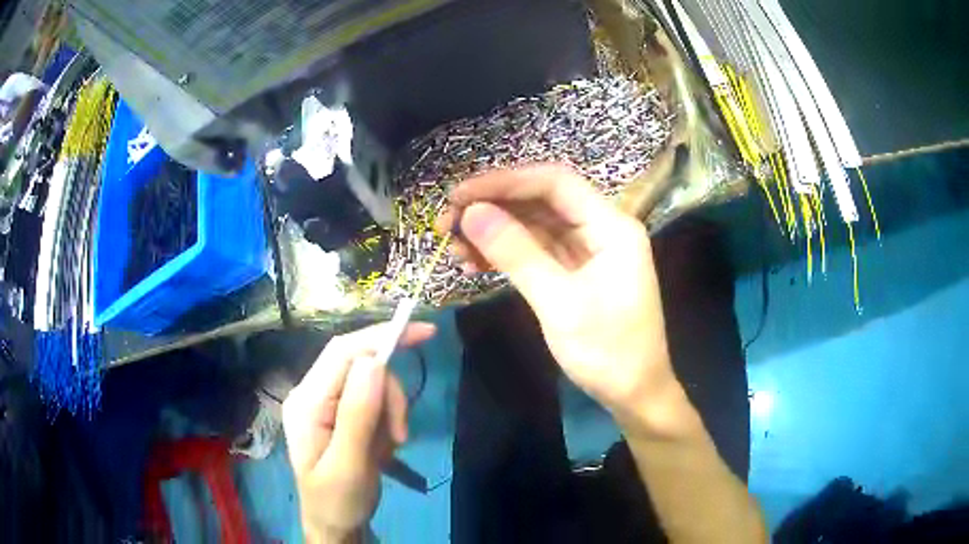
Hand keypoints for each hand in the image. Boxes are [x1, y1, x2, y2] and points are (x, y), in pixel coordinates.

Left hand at [282, 323, 435, 542]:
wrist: (334, 525)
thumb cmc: (338, 501)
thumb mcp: (349, 465)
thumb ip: (357, 415)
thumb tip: (374, 362)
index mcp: (306, 402)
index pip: (344, 352)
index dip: (382, 335)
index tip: (425, 333)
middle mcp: (311, 393)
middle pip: (361, 364)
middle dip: (389, 394)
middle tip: (401, 434)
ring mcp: (324, 402)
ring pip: (372, 383)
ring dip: (390, 412)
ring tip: (389, 448)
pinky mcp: (339, 412)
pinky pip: (373, 401)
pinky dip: (387, 420)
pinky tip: (381, 447)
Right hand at [438, 165, 673, 417]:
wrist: (634, 394)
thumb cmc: (608, 352)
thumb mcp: (560, 304)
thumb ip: (516, 254)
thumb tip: (471, 213)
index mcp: (611, 226)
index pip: (555, 183)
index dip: (505, 182)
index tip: (461, 195)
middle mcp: (600, 229)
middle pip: (542, 201)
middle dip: (493, 207)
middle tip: (446, 223)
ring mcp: (587, 251)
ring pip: (534, 226)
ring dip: (494, 231)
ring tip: (453, 246)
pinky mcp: (575, 271)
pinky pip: (536, 251)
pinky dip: (505, 254)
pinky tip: (474, 263)